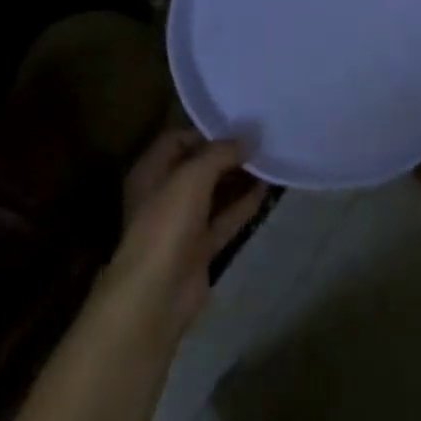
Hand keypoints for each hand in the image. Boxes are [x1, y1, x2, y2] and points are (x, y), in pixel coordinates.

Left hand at [101, 131, 267, 335]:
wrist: (156, 295)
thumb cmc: (166, 223)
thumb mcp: (193, 176)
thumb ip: (221, 152)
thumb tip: (250, 136)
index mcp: (151, 170)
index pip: (178, 139)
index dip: (206, 131)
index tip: (238, 125)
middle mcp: (164, 193)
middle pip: (198, 166)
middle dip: (227, 155)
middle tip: (260, 141)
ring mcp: (182, 223)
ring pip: (214, 193)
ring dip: (238, 179)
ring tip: (268, 160)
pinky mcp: (199, 249)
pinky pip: (224, 219)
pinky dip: (243, 205)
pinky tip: (266, 191)